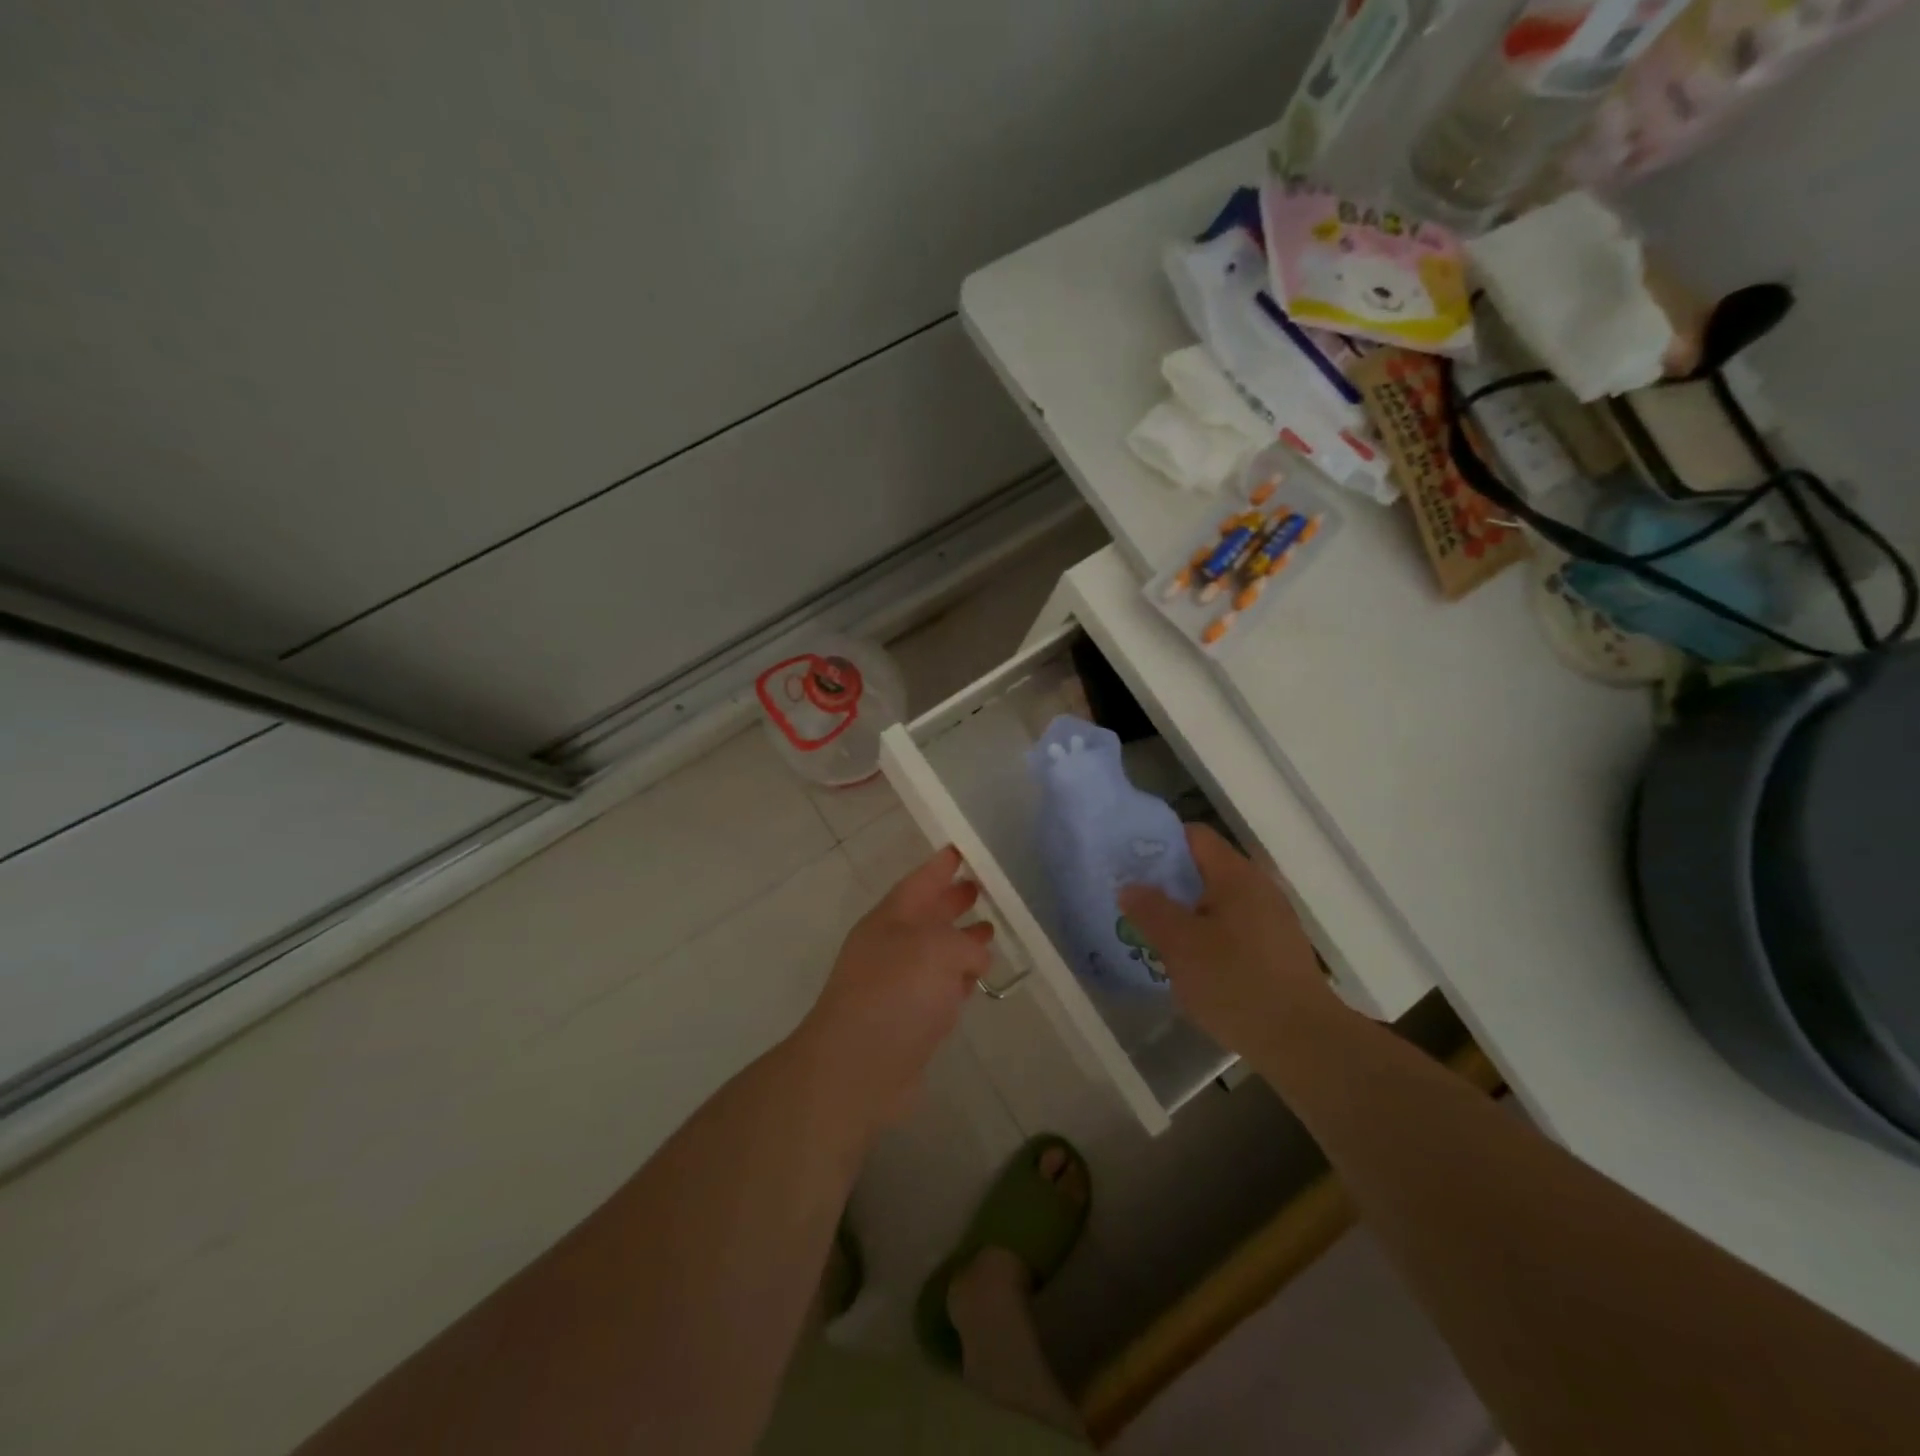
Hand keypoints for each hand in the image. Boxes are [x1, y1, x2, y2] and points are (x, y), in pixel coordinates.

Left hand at [796, 845, 992, 1130]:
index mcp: (890, 920)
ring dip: (961, 941)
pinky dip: (958, 979)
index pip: (919, 882)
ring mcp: (899, 985)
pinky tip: (977, 978)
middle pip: (927, 916)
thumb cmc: (894, 994)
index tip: (962, 850)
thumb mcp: (936, 950)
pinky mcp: (910, 1020)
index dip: (940, 866)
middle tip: (983, 887)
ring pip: (936, 953)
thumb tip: (976, 955)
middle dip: (953, 901)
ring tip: (991, 930)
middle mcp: (892, 947)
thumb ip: (964, 943)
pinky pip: (940, 988)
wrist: (857, 1069)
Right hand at [1118, 825, 1333, 1062]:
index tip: (1128, 861)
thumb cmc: (1235, 982)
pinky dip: (1206, 934)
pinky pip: (1231, 927)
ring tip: (1153, 932)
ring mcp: (1271, 919)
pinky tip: (1188, 961)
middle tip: (1133, 900)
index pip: (1193, 835)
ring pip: (1216, 901)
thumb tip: (1130, 886)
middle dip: (1166, 882)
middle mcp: (1258, 887)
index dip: (1158, 842)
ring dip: (1185, 912)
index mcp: (1236, 875)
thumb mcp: (1180, 945)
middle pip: (1204, 868)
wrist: (1303, 1042)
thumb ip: (1150, 910)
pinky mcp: (1276, 950)